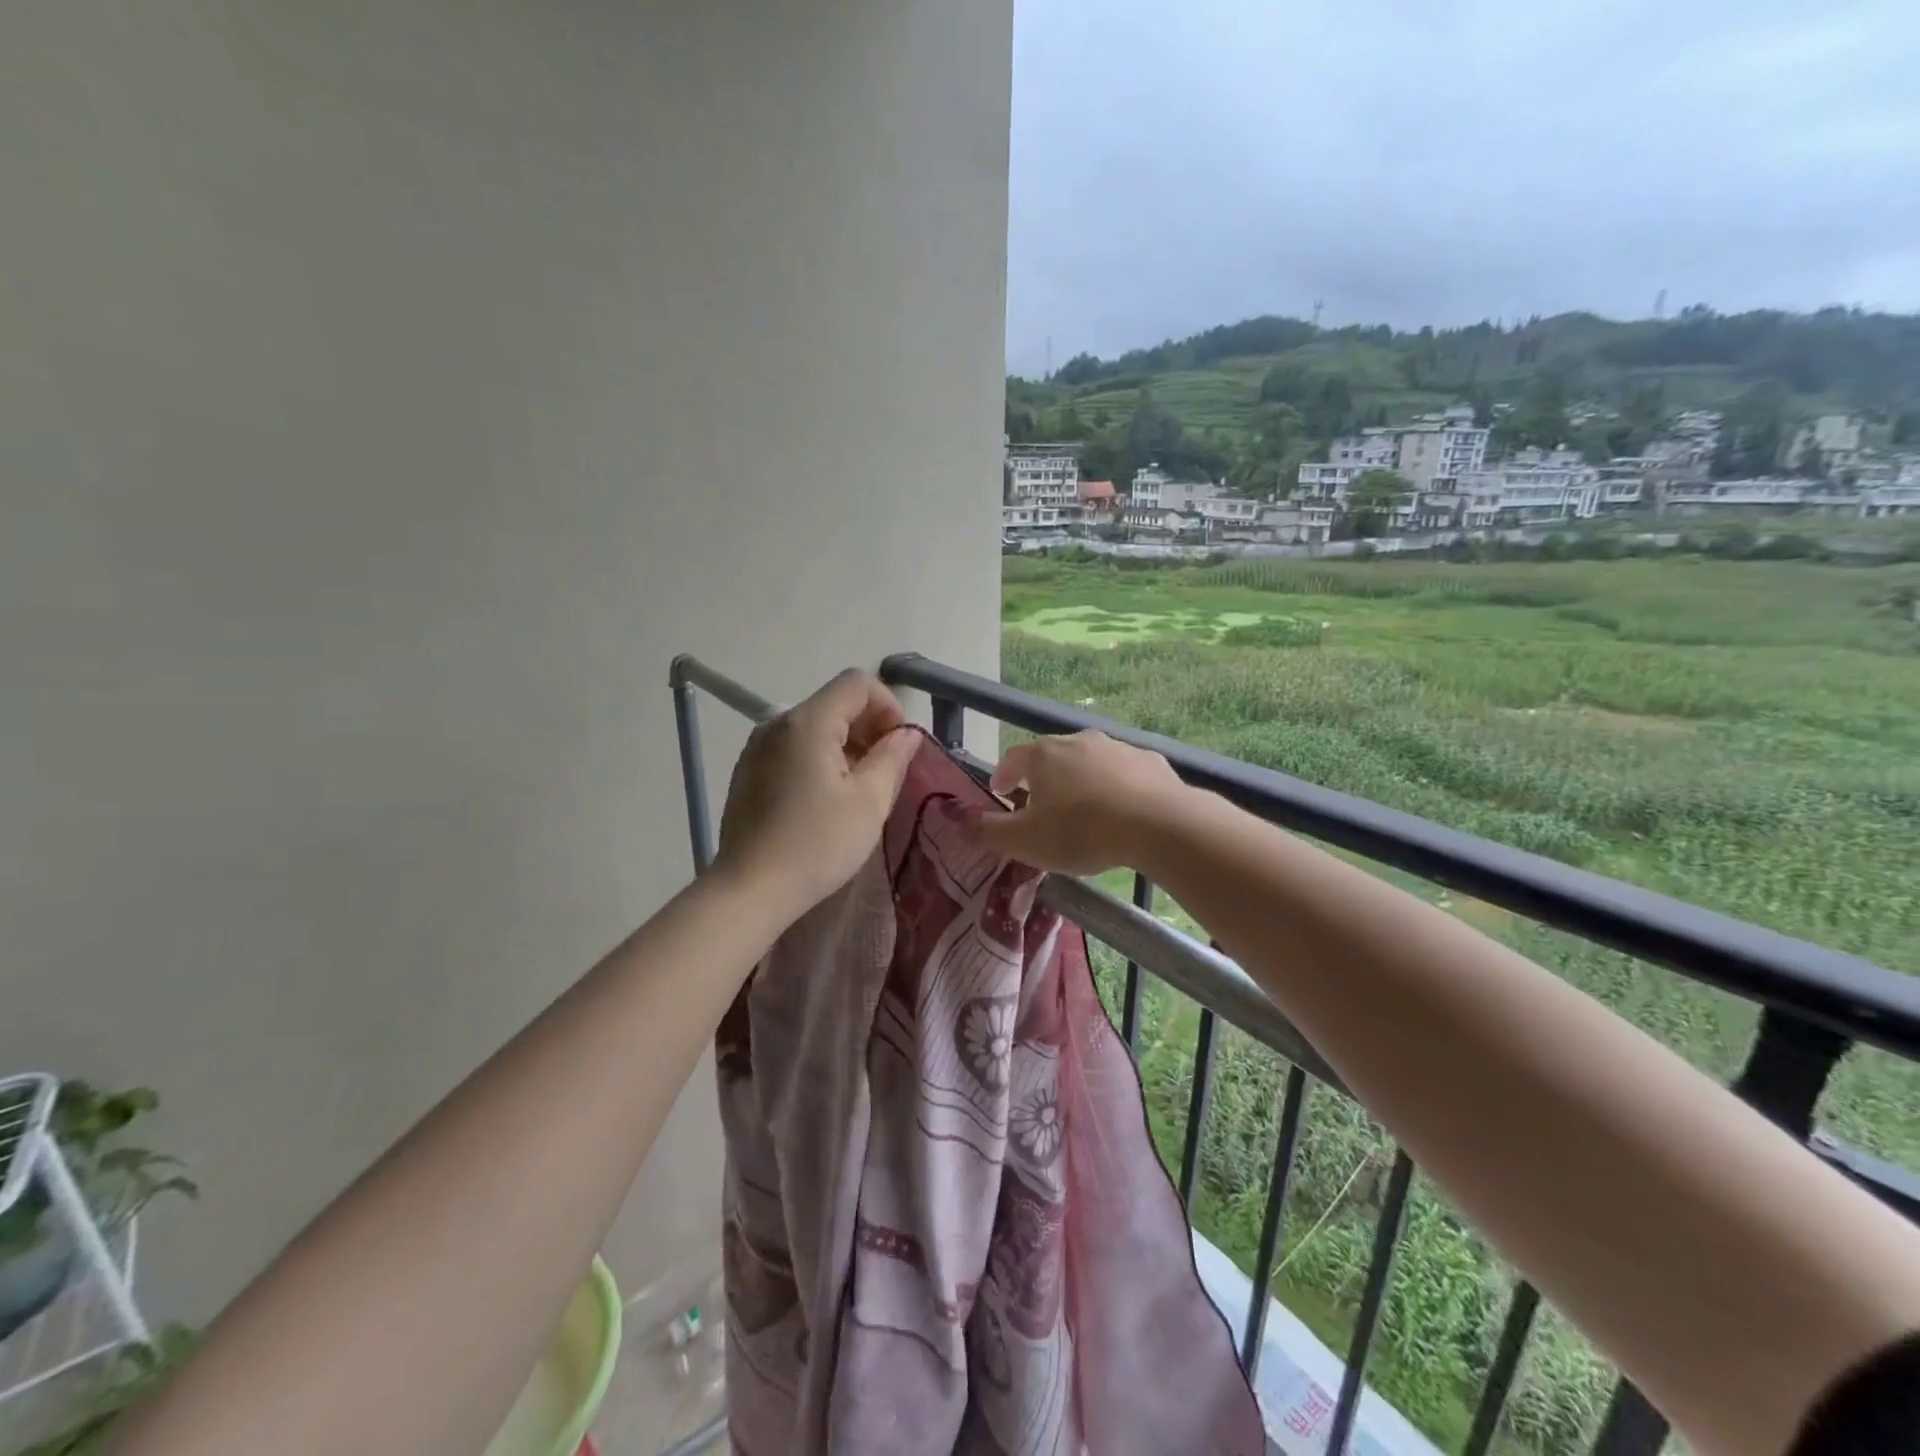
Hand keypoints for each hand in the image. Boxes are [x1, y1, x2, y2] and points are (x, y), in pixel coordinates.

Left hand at [715, 670, 920, 915]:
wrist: (750, 889)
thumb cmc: (817, 844)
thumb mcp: (869, 801)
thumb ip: (892, 757)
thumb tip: (906, 733)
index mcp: (808, 722)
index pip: (857, 683)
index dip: (888, 705)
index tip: (899, 746)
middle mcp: (777, 723)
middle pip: (835, 702)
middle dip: (869, 727)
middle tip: (886, 771)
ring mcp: (758, 747)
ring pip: (814, 726)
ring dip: (846, 745)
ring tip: (858, 789)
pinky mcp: (748, 770)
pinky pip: (793, 747)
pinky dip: (819, 758)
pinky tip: (825, 799)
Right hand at [973, 731, 1188, 875]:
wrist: (1158, 824)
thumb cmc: (1081, 831)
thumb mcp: (1025, 841)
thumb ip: (989, 831)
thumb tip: (960, 822)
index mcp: (1042, 755)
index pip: (1012, 759)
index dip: (1002, 776)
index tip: (1000, 793)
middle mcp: (1077, 741)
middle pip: (1050, 757)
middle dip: (1041, 779)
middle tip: (1040, 805)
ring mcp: (1117, 747)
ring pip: (1089, 762)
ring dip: (1080, 780)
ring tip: (1082, 810)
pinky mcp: (1151, 761)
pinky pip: (1124, 773)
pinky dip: (1116, 787)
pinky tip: (1122, 810)